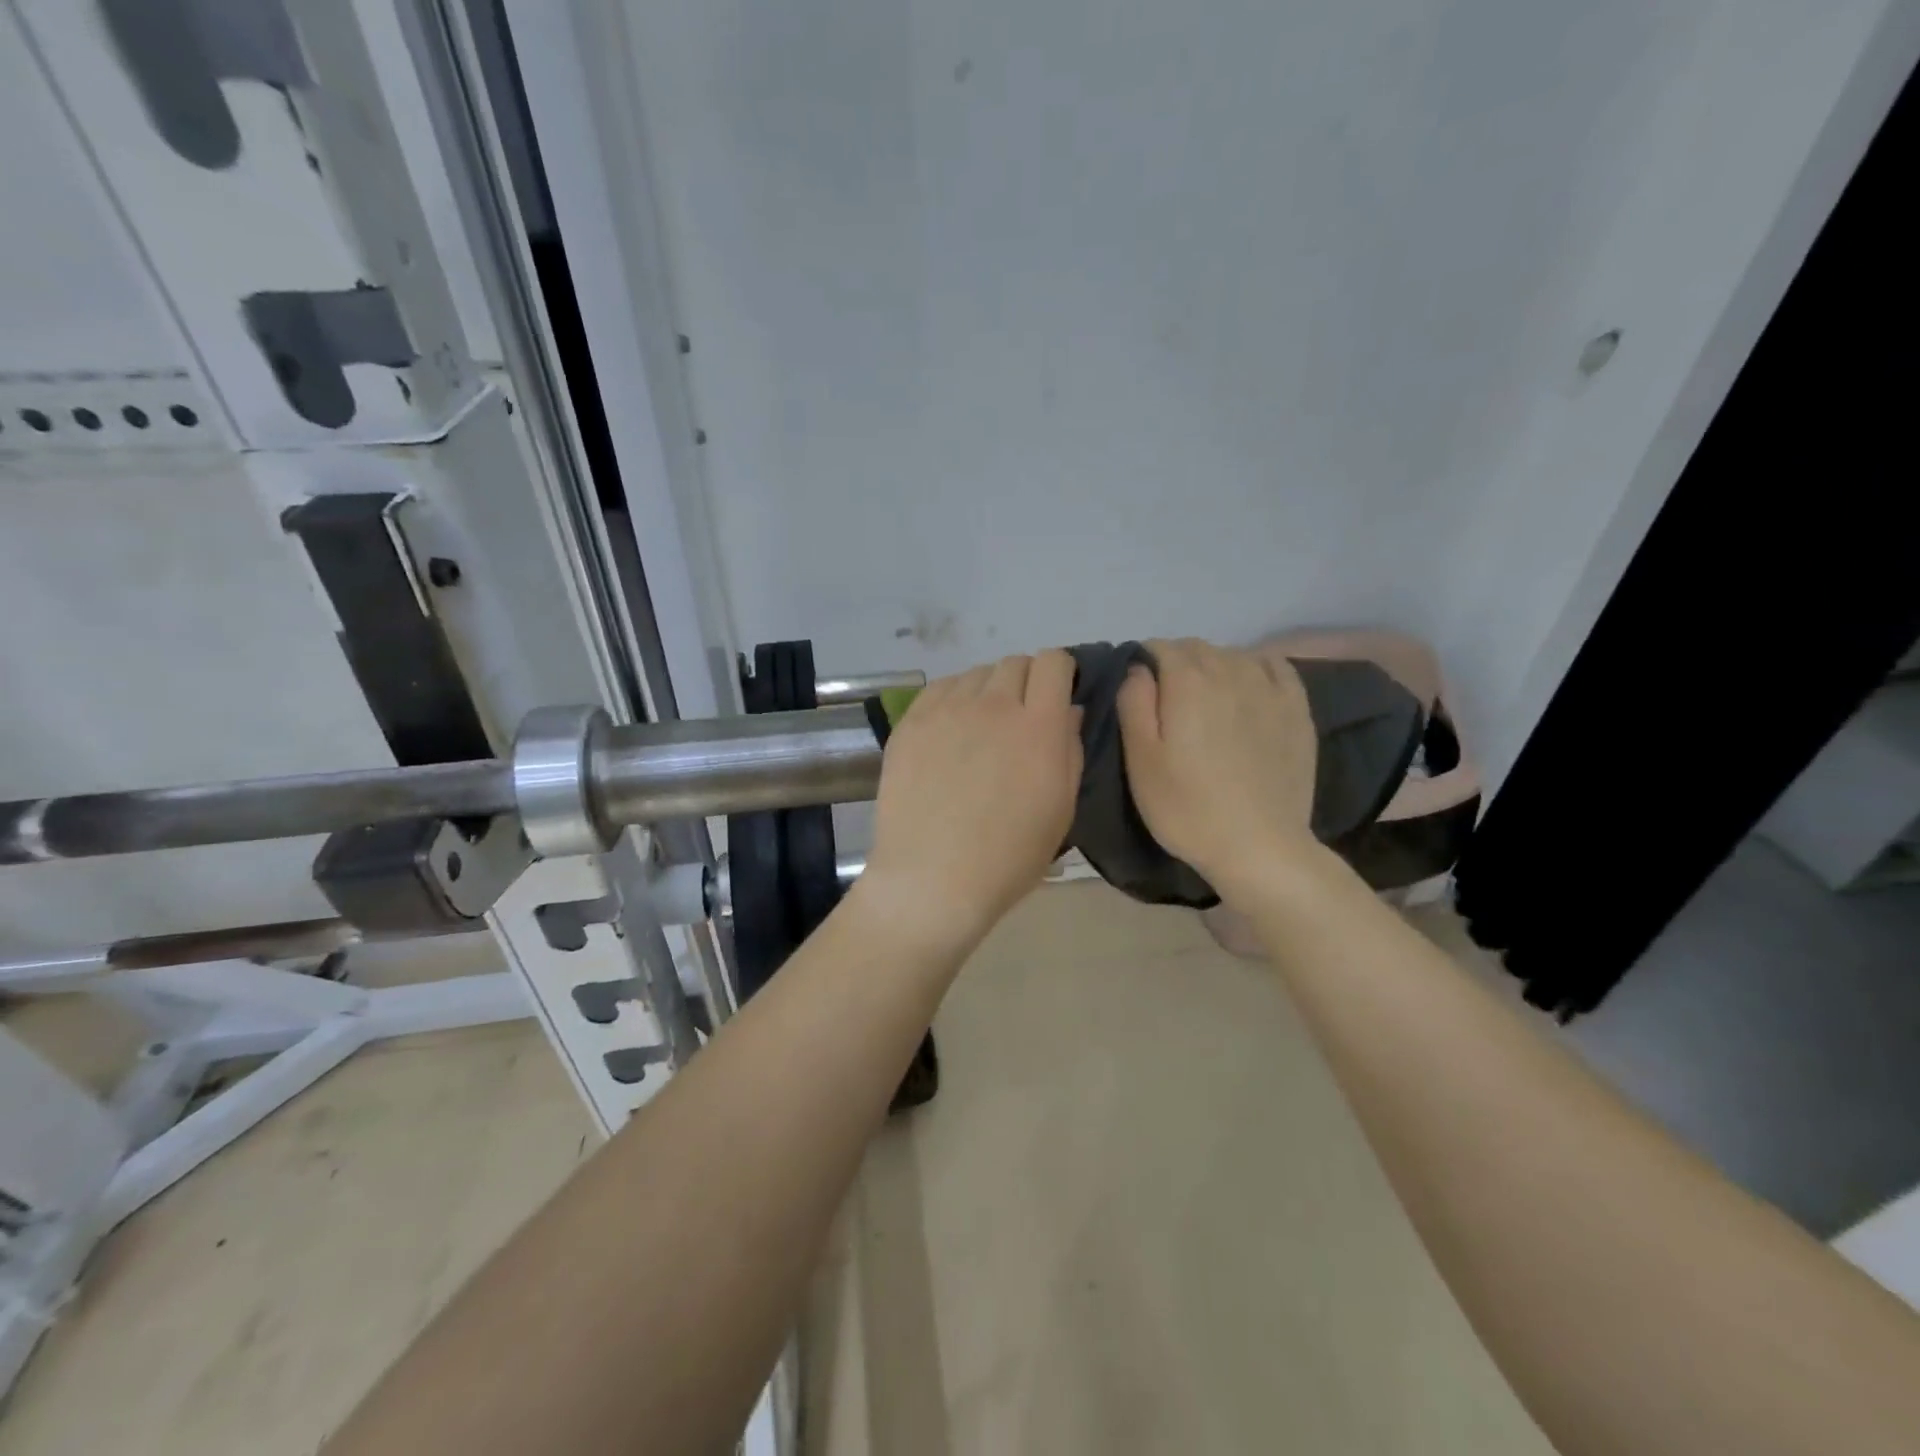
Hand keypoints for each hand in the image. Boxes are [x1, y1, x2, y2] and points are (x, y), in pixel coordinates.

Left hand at [859, 651, 1083, 946]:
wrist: (933, 879)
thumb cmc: (1008, 856)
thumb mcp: (1061, 809)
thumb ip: (1070, 750)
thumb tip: (1069, 711)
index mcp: (1039, 726)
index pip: (1052, 663)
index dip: (1059, 672)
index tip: (1058, 692)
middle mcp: (993, 705)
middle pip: (1014, 663)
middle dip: (1026, 681)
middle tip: (1021, 716)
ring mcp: (947, 710)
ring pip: (976, 674)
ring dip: (988, 690)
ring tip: (982, 726)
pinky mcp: (911, 722)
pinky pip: (939, 689)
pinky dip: (953, 699)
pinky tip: (950, 730)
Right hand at [1116, 638, 1318, 894]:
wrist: (1259, 847)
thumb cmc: (1187, 807)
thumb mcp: (1140, 760)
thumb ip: (1134, 702)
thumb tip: (1138, 668)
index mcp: (1187, 682)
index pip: (1160, 647)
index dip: (1144, 663)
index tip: (1140, 693)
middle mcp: (1230, 671)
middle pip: (1197, 647)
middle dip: (1177, 663)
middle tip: (1168, 703)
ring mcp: (1270, 688)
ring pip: (1233, 654)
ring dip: (1213, 665)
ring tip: (1206, 700)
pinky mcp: (1297, 709)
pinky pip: (1274, 665)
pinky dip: (1255, 667)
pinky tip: (1248, 687)